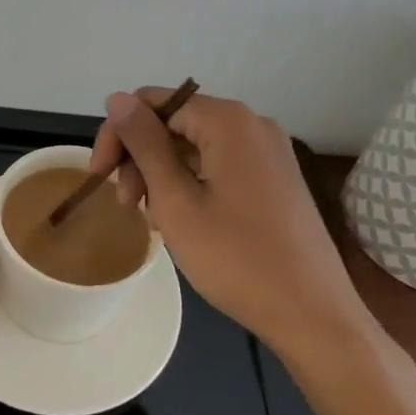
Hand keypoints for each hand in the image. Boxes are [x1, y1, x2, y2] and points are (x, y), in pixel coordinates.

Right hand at [88, 89, 378, 355]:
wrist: (314, 317)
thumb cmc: (237, 259)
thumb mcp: (175, 201)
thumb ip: (143, 144)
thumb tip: (117, 98)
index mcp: (228, 120)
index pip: (153, 103)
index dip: (119, 135)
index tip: (101, 178)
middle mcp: (252, 124)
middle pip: (174, 122)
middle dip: (141, 157)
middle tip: (127, 205)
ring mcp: (269, 151)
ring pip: (194, 145)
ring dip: (163, 174)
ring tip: (155, 220)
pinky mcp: (276, 178)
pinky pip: (218, 164)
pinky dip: (191, 183)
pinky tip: (183, 220)